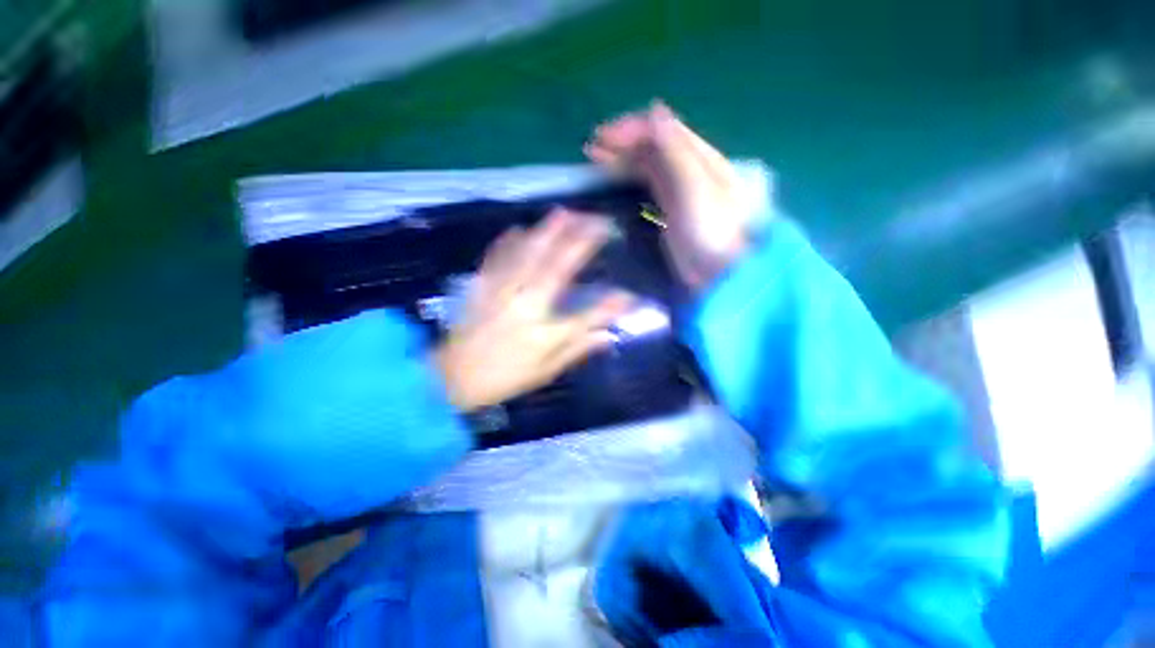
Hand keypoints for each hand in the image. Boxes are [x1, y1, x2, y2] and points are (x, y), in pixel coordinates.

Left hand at [434, 209, 632, 412]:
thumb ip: (577, 350)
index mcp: (543, 334)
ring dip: (547, 232)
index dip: (611, 306)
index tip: (630, 293)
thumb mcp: (544, 371)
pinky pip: (497, 258)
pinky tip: (517, 229)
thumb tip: (608, 338)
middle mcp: (526, 307)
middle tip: (597, 222)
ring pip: (528, 255)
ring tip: (564, 213)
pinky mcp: (482, 287)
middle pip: (557, 269)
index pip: (586, 316)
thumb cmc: (503, 378)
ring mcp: (502, 293)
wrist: (451, 377)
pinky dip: (508, 242)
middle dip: (580, 242)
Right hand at [584, 101, 762, 292]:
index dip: (631, 128)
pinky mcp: (670, 211)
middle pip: (652, 145)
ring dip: (622, 159)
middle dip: (621, 143)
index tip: (602, 139)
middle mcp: (689, 167)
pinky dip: (628, 180)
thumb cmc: (712, 232)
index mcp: (700, 156)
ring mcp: (679, 190)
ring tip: (596, 161)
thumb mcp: (696, 189)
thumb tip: (656, 111)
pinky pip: (646, 186)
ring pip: (647, 165)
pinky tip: (615, 183)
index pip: (661, 129)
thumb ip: (675, 153)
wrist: (722, 273)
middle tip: (591, 150)